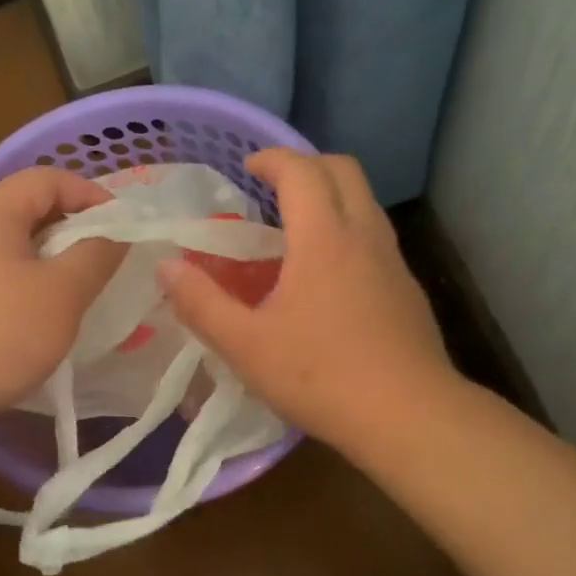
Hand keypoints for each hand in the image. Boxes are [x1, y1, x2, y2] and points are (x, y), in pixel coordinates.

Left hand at [0, 167, 123, 440]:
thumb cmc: (0, 333)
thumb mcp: (62, 293)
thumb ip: (97, 254)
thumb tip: (117, 232)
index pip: (50, 178)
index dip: (92, 194)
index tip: (124, 228)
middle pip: (33, 208)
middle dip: (77, 228)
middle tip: (109, 258)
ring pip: (20, 244)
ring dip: (57, 258)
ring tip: (86, 287)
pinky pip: (4, 272)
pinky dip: (33, 281)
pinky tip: (49, 312)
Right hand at [158, 149, 450, 446]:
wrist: (409, 416)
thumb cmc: (321, 376)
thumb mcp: (246, 346)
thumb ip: (201, 303)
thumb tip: (166, 266)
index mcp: (324, 238)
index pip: (302, 171)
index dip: (272, 158)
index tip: (247, 167)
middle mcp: (364, 236)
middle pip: (343, 170)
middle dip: (306, 165)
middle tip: (273, 188)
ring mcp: (393, 262)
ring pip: (365, 203)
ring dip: (331, 198)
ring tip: (296, 231)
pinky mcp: (407, 290)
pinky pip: (375, 238)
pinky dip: (348, 232)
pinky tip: (327, 279)